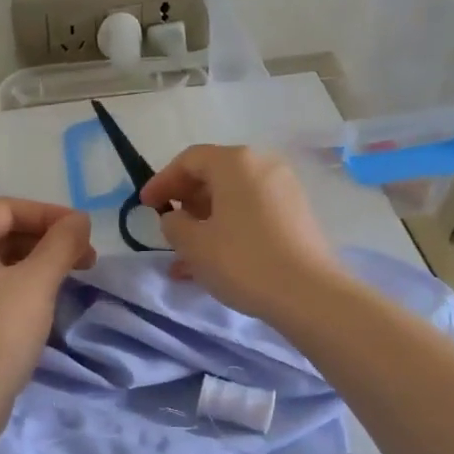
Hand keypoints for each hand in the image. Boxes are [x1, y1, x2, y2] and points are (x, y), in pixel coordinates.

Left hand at [0, 198, 95, 401]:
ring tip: (69, 277)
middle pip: (0, 229)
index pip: (9, 208)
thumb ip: (62, 243)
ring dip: (34, 260)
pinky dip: (16, 280)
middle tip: (84, 258)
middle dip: (46, 239)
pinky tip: (41, 297)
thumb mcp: (37, 282)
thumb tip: (80, 219)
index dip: (51, 215)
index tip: (86, 233)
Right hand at [140, 145, 344, 318]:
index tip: (144, 206)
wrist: (308, 294)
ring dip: (205, 221)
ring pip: (233, 198)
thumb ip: (174, 224)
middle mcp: (263, 166)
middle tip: (167, 225)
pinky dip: (229, 229)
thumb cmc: (243, 261)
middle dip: (185, 200)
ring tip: (185, 255)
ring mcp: (284, 190)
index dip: (162, 181)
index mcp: (236, 162)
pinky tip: (213, 261)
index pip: (189, 160)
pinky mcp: (296, 216)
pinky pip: (252, 213)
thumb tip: (177, 218)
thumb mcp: (194, 244)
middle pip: (214, 175)